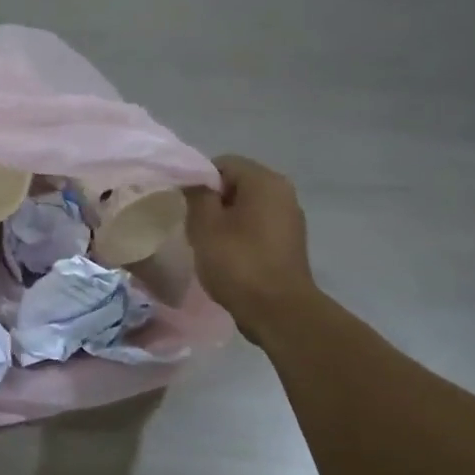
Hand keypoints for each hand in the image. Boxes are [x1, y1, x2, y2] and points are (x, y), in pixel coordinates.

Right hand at [185, 155, 320, 345]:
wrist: (278, 311)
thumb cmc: (239, 263)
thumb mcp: (205, 226)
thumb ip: (197, 195)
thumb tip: (194, 182)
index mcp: (265, 181)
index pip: (223, 163)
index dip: (199, 181)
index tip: (184, 207)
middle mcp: (283, 192)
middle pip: (236, 184)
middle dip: (212, 202)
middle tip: (193, 227)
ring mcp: (289, 219)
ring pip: (246, 207)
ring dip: (224, 221)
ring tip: (208, 245)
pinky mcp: (289, 242)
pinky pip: (257, 227)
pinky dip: (240, 235)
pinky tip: (227, 258)